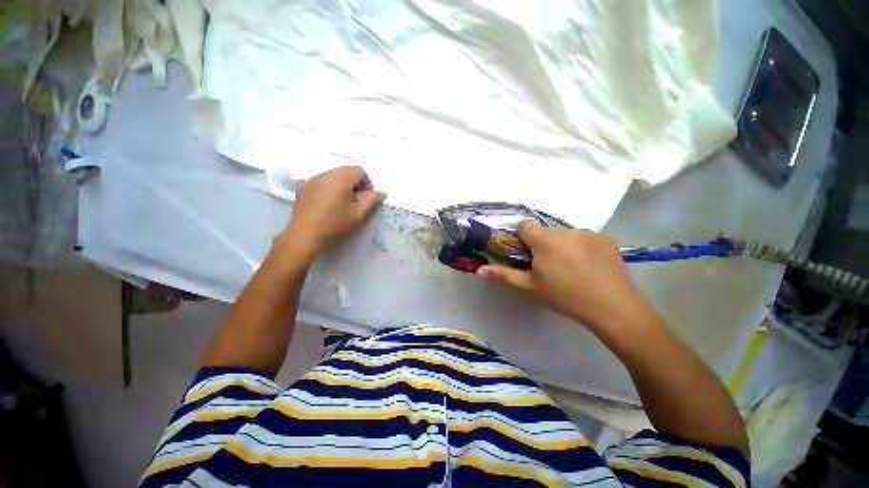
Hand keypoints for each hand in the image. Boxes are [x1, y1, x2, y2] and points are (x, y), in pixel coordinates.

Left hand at [278, 167, 385, 264]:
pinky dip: (330, 190)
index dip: (367, 183)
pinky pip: (322, 184)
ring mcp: (311, 181)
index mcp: (339, 179)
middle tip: (357, 203)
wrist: (304, 237)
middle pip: (345, 172)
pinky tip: (329, 207)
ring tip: (343, 206)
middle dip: (355, 185)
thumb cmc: (334, 225)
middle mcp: (324, 175)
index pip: (359, 171)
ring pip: (333, 177)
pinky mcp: (303, 190)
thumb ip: (372, 201)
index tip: (367, 199)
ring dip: (343, 187)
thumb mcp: (358, 215)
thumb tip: (382, 192)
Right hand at [477, 221, 646, 329]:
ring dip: (562, 245)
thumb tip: (479, 270)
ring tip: (571, 268)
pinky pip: (584, 238)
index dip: (522, 238)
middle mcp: (565, 231)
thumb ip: (503, 275)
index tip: (528, 254)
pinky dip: (581, 247)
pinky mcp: (605, 238)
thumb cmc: (565, 296)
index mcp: (544, 241)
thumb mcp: (530, 287)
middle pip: (545, 231)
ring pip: (564, 234)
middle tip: (549, 266)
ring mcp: (587, 233)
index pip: (525, 225)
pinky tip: (588, 266)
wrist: (612, 307)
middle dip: (542, 244)